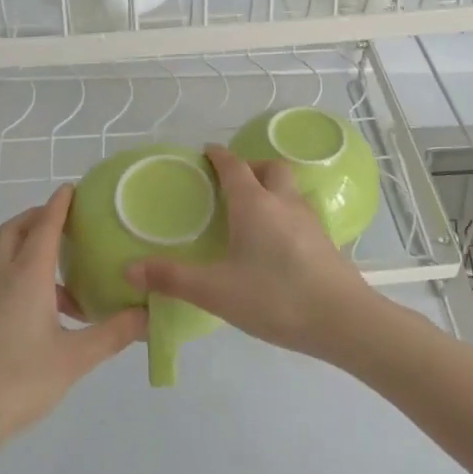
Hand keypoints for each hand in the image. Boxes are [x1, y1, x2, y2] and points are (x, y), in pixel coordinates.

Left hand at [0, 186, 144, 455]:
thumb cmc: (18, 381)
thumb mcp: (75, 358)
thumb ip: (114, 333)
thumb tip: (149, 315)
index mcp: (26, 277)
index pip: (44, 226)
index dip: (59, 204)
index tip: (73, 188)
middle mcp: (2, 279)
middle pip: (14, 231)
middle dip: (38, 217)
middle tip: (68, 220)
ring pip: (7, 257)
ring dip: (34, 251)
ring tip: (72, 275)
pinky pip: (6, 282)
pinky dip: (28, 278)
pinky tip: (54, 313)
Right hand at [127, 144, 379, 358]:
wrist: (343, 320)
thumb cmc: (275, 297)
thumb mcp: (215, 291)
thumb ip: (172, 279)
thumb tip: (129, 270)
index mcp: (254, 205)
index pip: (234, 166)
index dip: (218, 156)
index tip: (205, 152)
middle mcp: (283, 203)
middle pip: (270, 168)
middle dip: (250, 167)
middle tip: (231, 184)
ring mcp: (309, 220)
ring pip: (289, 189)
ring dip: (271, 188)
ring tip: (251, 212)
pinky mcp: (325, 241)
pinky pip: (300, 212)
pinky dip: (284, 213)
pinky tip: (275, 243)